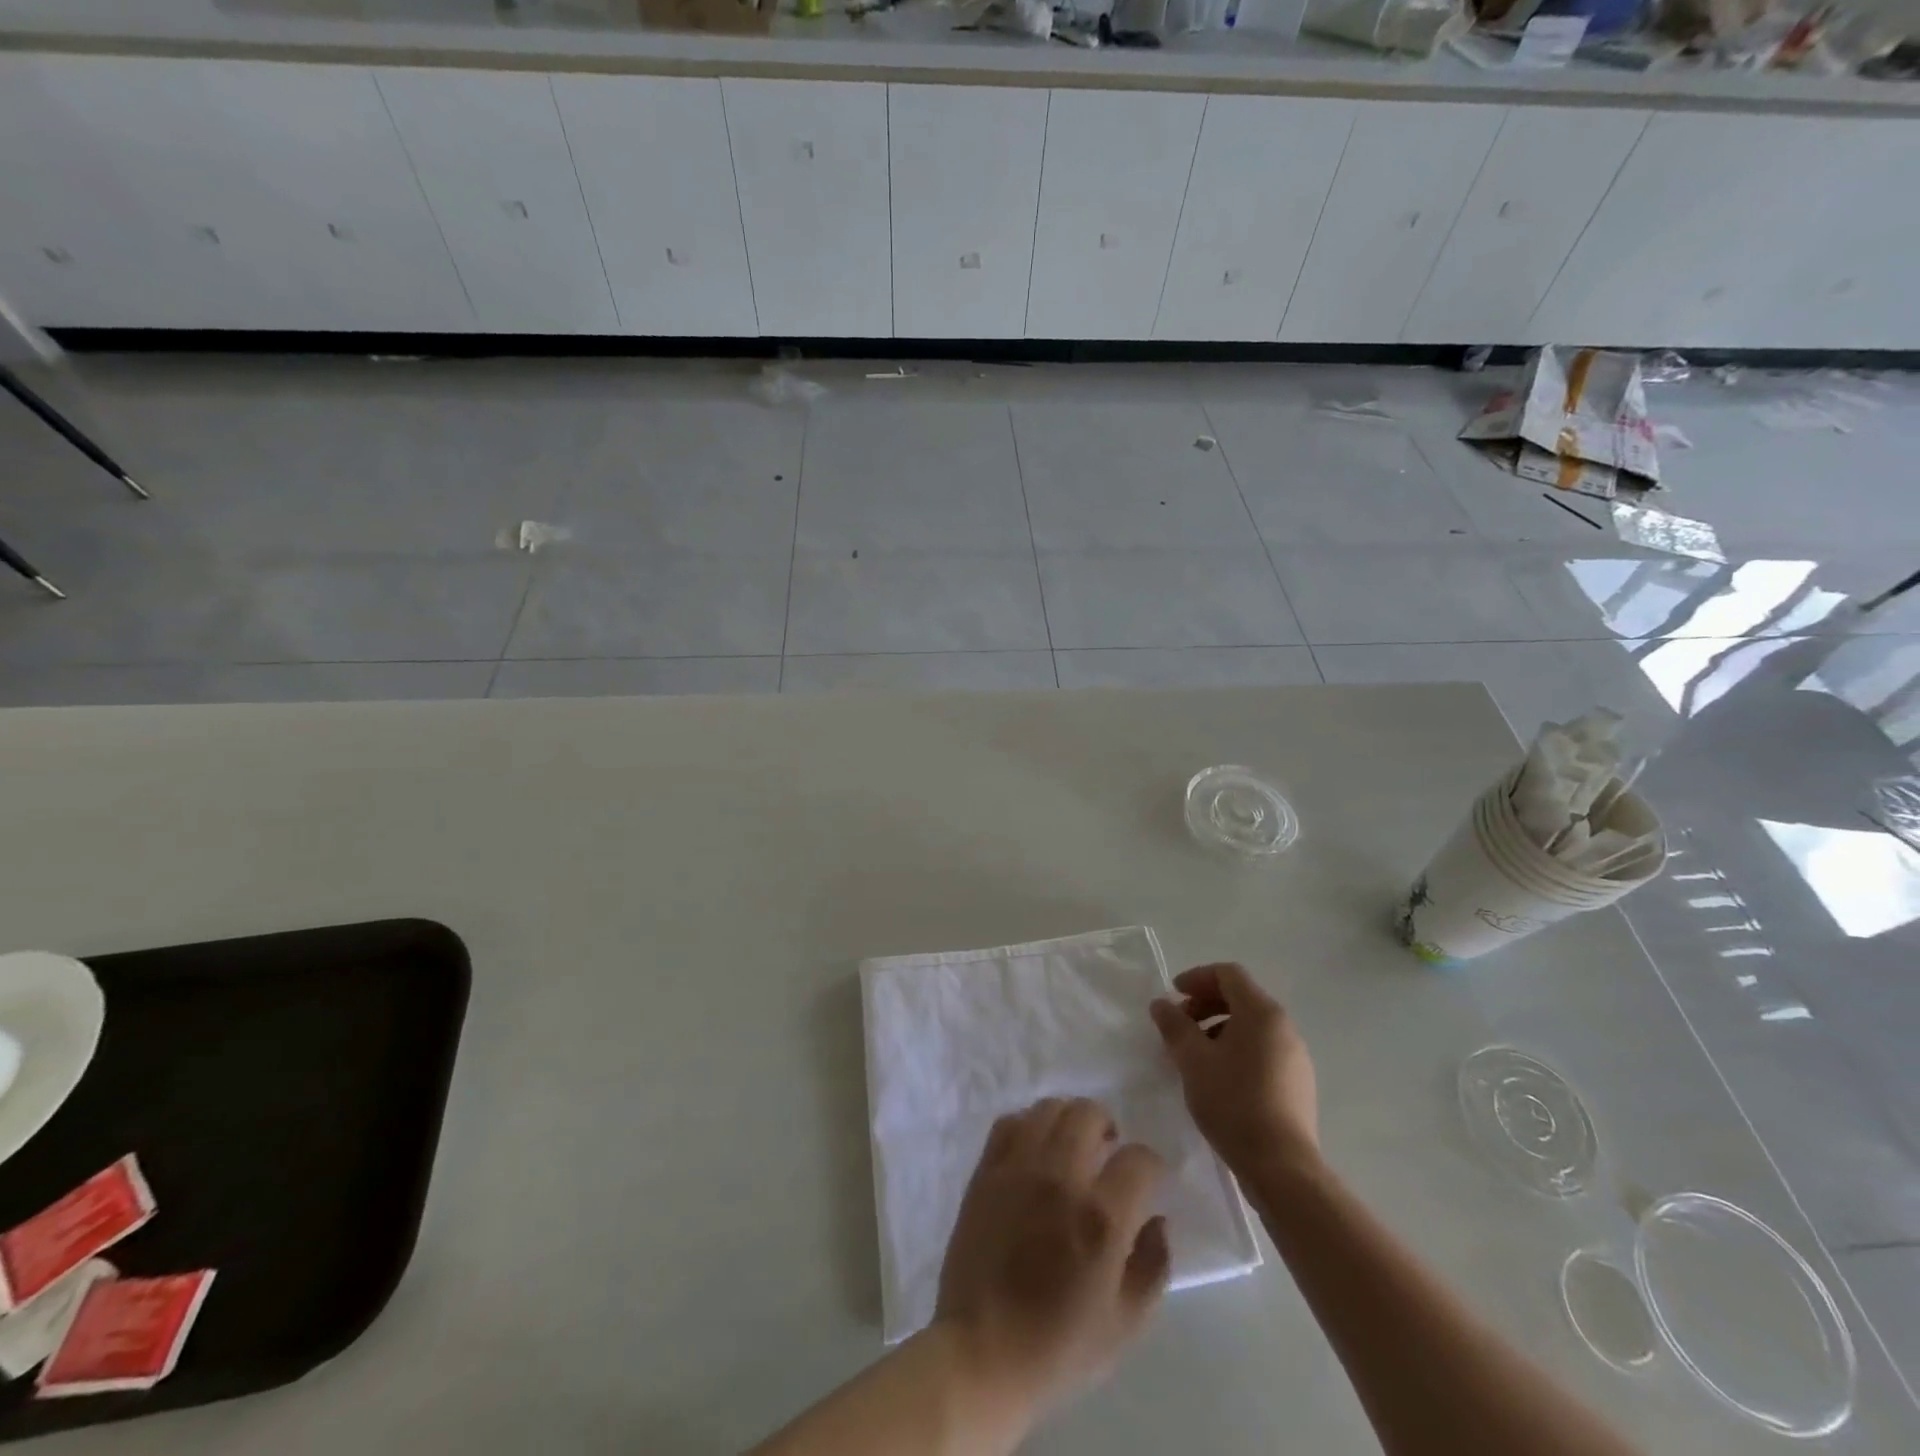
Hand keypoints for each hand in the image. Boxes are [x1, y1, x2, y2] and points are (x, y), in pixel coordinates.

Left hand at [934, 1098, 1170, 1420]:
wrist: (981, 1353)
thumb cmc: (1058, 1348)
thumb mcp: (1125, 1324)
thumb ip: (1152, 1265)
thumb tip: (1159, 1220)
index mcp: (1100, 1217)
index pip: (1139, 1159)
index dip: (1152, 1165)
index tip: (1150, 1180)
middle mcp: (1060, 1177)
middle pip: (1089, 1113)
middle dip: (1108, 1127)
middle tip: (1109, 1152)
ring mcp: (1018, 1168)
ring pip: (1049, 1108)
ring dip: (1069, 1120)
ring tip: (1073, 1146)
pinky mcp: (986, 1170)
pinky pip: (1010, 1122)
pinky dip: (1028, 1125)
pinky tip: (1035, 1149)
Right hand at [1150, 962, 1318, 1176]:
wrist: (1282, 1167)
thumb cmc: (1233, 1102)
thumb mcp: (1192, 1060)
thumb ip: (1174, 1025)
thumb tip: (1162, 1004)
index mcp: (1262, 1013)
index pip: (1228, 974)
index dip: (1197, 977)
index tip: (1173, 995)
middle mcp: (1284, 1027)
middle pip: (1240, 998)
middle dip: (1205, 1004)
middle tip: (1179, 1025)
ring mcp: (1295, 1056)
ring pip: (1251, 1026)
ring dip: (1217, 1029)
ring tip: (1193, 1056)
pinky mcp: (1297, 1083)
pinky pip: (1262, 1050)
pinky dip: (1235, 1049)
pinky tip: (1217, 1078)